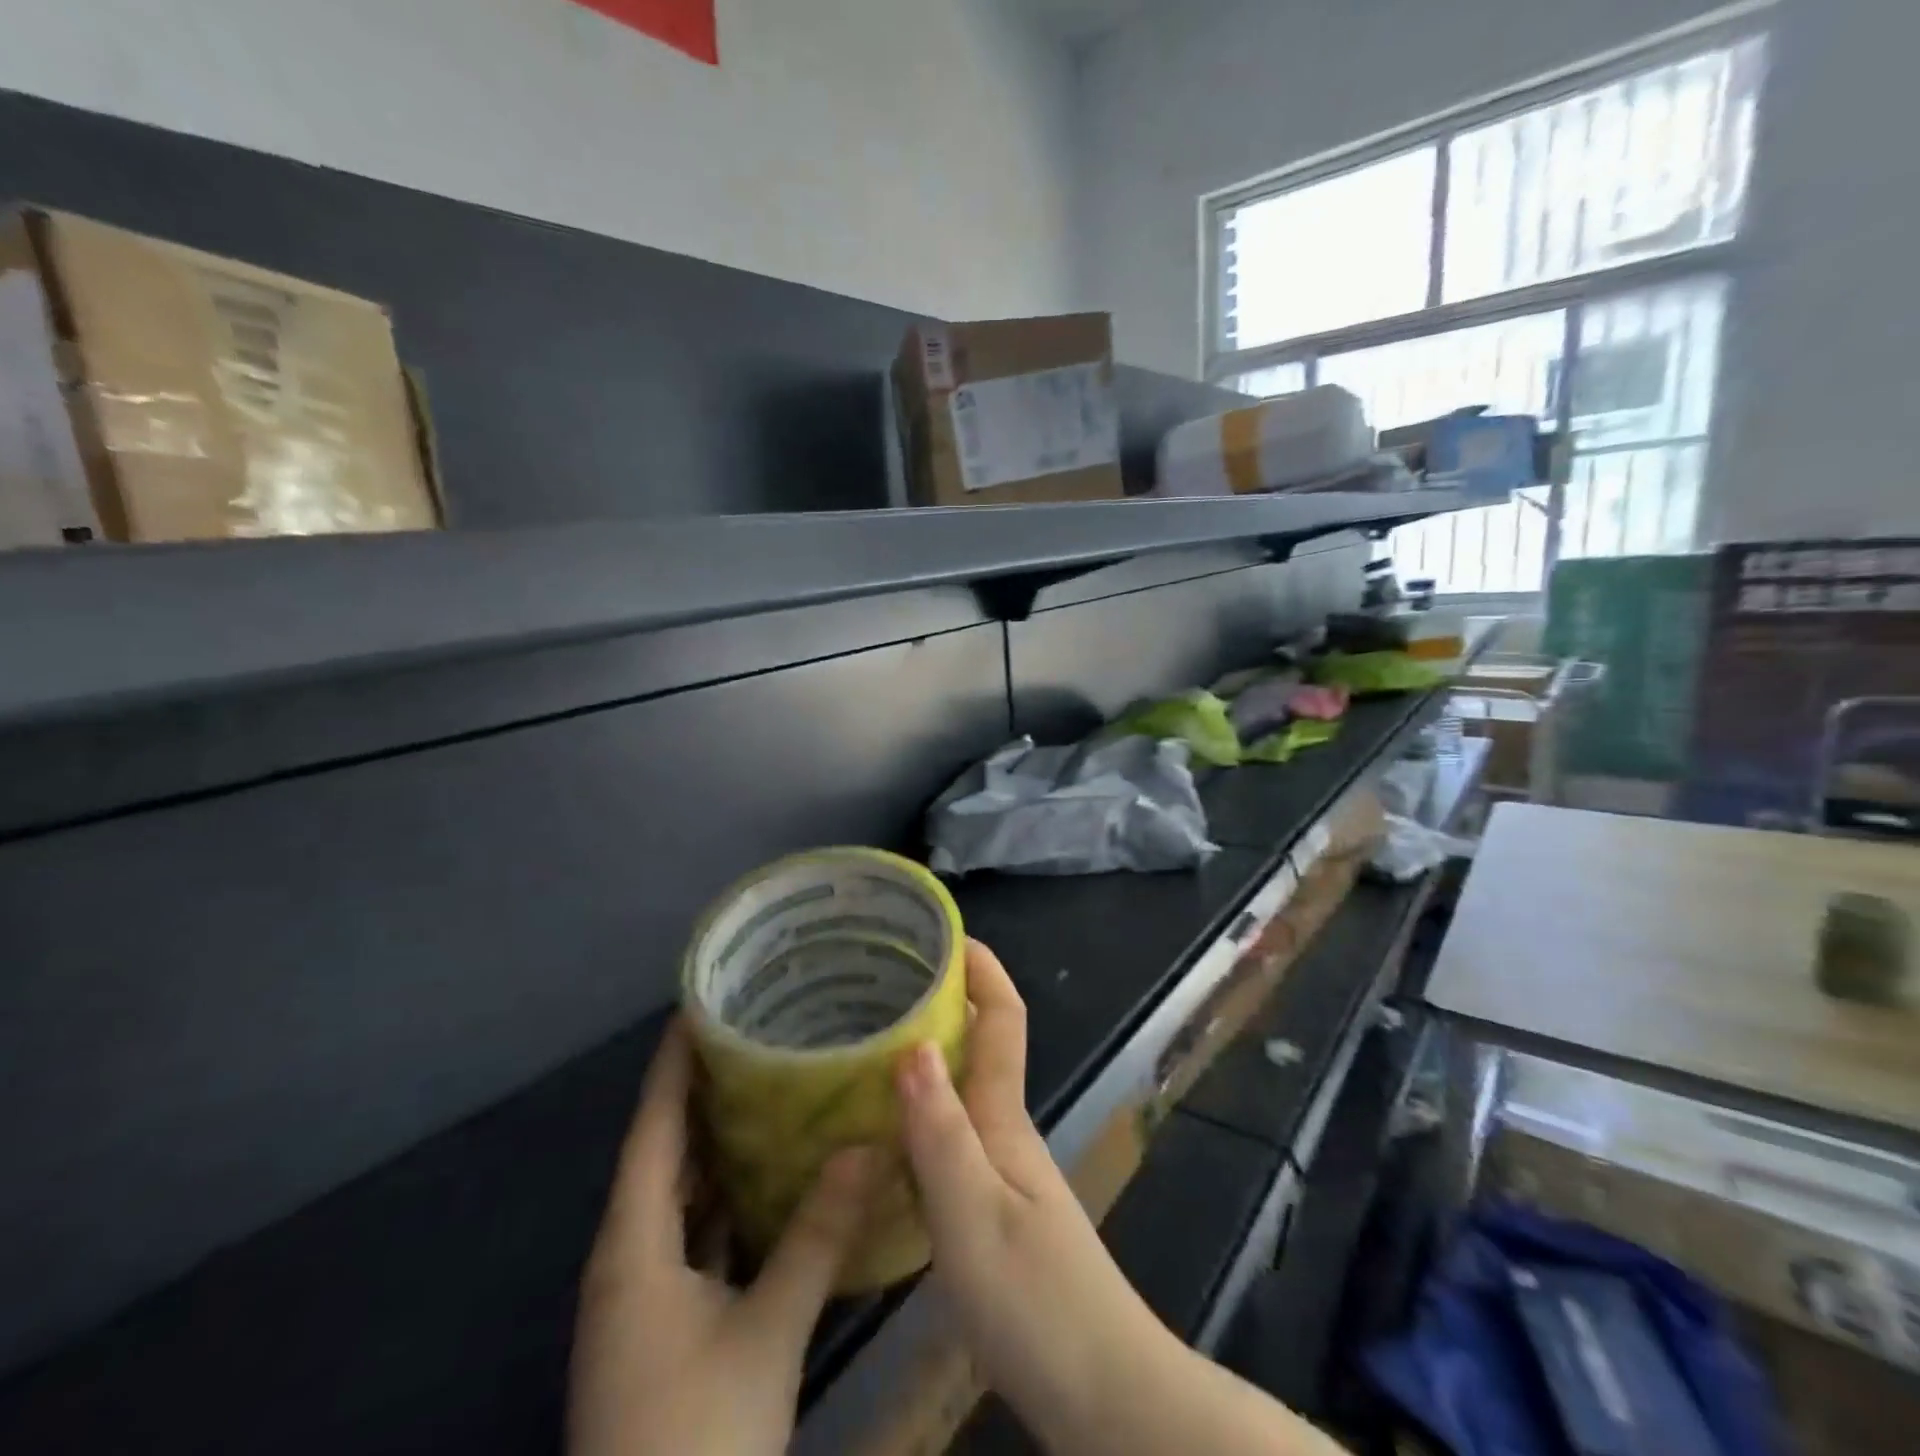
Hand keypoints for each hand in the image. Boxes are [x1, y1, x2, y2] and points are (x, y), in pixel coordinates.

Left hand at [569, 1019, 875, 1455]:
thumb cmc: (694, 1438)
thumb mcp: (766, 1333)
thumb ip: (816, 1235)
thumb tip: (867, 1145)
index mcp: (633, 1244)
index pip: (652, 1128)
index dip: (673, 1065)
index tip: (701, 1005)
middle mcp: (628, 1257)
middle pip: (662, 1153)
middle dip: (701, 1092)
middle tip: (754, 1034)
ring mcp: (643, 1294)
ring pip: (678, 1195)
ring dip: (715, 1144)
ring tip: (767, 1085)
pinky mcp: (663, 1324)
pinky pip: (693, 1234)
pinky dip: (724, 1197)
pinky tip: (766, 1178)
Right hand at [893, 940, 1170, 1449]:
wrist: (1103, 1392)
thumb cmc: (1036, 1299)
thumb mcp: (973, 1215)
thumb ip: (941, 1132)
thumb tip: (914, 1042)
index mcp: (1005, 1117)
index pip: (1004, 1016)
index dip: (981, 966)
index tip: (941, 930)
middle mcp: (1005, 1129)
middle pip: (979, 1042)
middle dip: (940, 999)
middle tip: (877, 982)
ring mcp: (1003, 1168)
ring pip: (961, 1087)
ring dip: (925, 1053)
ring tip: (866, 1040)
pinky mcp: (993, 1206)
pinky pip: (952, 1132)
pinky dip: (920, 1109)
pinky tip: (883, 1128)